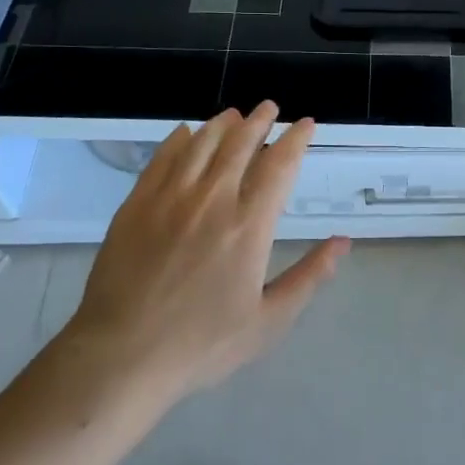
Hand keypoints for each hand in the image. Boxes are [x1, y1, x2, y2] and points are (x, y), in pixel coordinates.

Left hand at [61, 102, 347, 399]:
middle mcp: (212, 200)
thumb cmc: (202, 344)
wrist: (122, 356)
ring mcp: (170, 198)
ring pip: (201, 143)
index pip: (279, 166)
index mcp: (249, 226)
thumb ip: (309, 277)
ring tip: (234, 115)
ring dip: (222, 123)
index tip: (306, 124)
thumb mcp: (268, 321)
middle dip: (259, 120)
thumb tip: (342, 242)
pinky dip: (179, 139)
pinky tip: (186, 133)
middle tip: (269, 108)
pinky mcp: (136, 204)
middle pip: (240, 143)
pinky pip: (162, 158)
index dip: (296, 140)